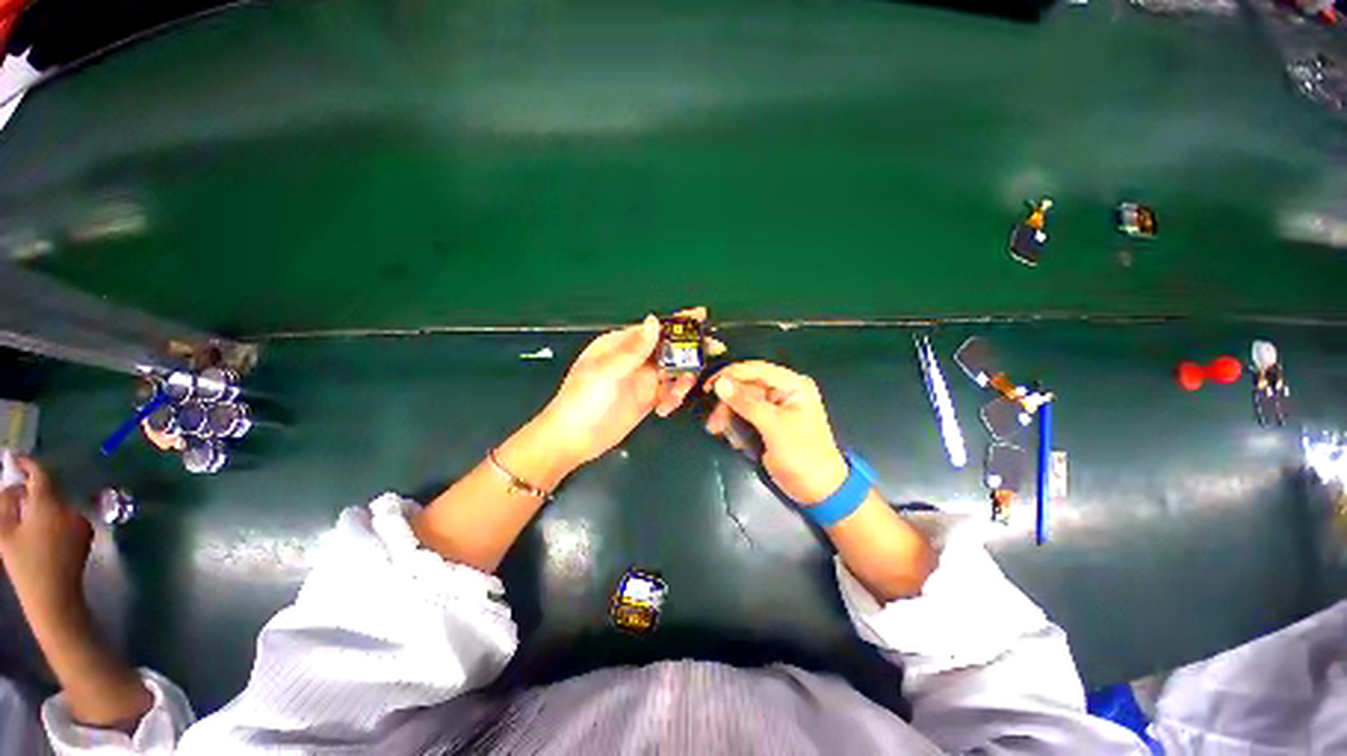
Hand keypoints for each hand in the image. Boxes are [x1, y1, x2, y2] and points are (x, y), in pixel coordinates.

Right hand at [0, 458, 92, 621]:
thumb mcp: (5, 532)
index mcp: (50, 504)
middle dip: (31, 489)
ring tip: (24, 518)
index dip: (28, 464)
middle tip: (13, 495)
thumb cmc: (25, 566)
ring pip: (57, 503)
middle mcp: (70, 507)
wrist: (55, 597)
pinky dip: (52, 517)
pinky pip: (66, 517)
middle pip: (49, 489)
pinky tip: (40, 532)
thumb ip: (7, 503)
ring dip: (41, 504)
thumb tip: (13, 485)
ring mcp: (81, 521)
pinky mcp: (86, 534)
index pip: (41, 474)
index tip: (14, 460)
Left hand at [537, 307, 719, 466]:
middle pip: (669, 348)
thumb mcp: (607, 372)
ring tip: (675, 395)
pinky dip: (672, 398)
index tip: (703, 317)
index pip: (654, 329)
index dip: (678, 323)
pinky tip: (664, 410)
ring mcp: (641, 379)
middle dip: (689, 351)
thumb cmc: (584, 401)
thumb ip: (633, 349)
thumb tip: (655, 320)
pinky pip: (669, 392)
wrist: (573, 440)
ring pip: (673, 371)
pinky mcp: (646, 399)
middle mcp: (634, 359)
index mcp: (620, 345)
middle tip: (714, 351)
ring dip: (681, 380)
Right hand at [704, 362, 849, 504]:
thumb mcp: (774, 426)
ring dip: (727, 415)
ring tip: (716, 430)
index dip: (731, 374)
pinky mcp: (766, 422)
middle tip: (712, 421)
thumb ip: (746, 403)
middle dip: (727, 402)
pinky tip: (734, 440)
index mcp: (792, 385)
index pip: (757, 369)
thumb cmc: (801, 454)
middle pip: (746, 386)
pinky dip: (735, 425)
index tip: (708, 385)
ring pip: (741, 402)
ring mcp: (774, 407)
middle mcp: (782, 391)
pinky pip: (744, 415)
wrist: (816, 489)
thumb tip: (720, 383)